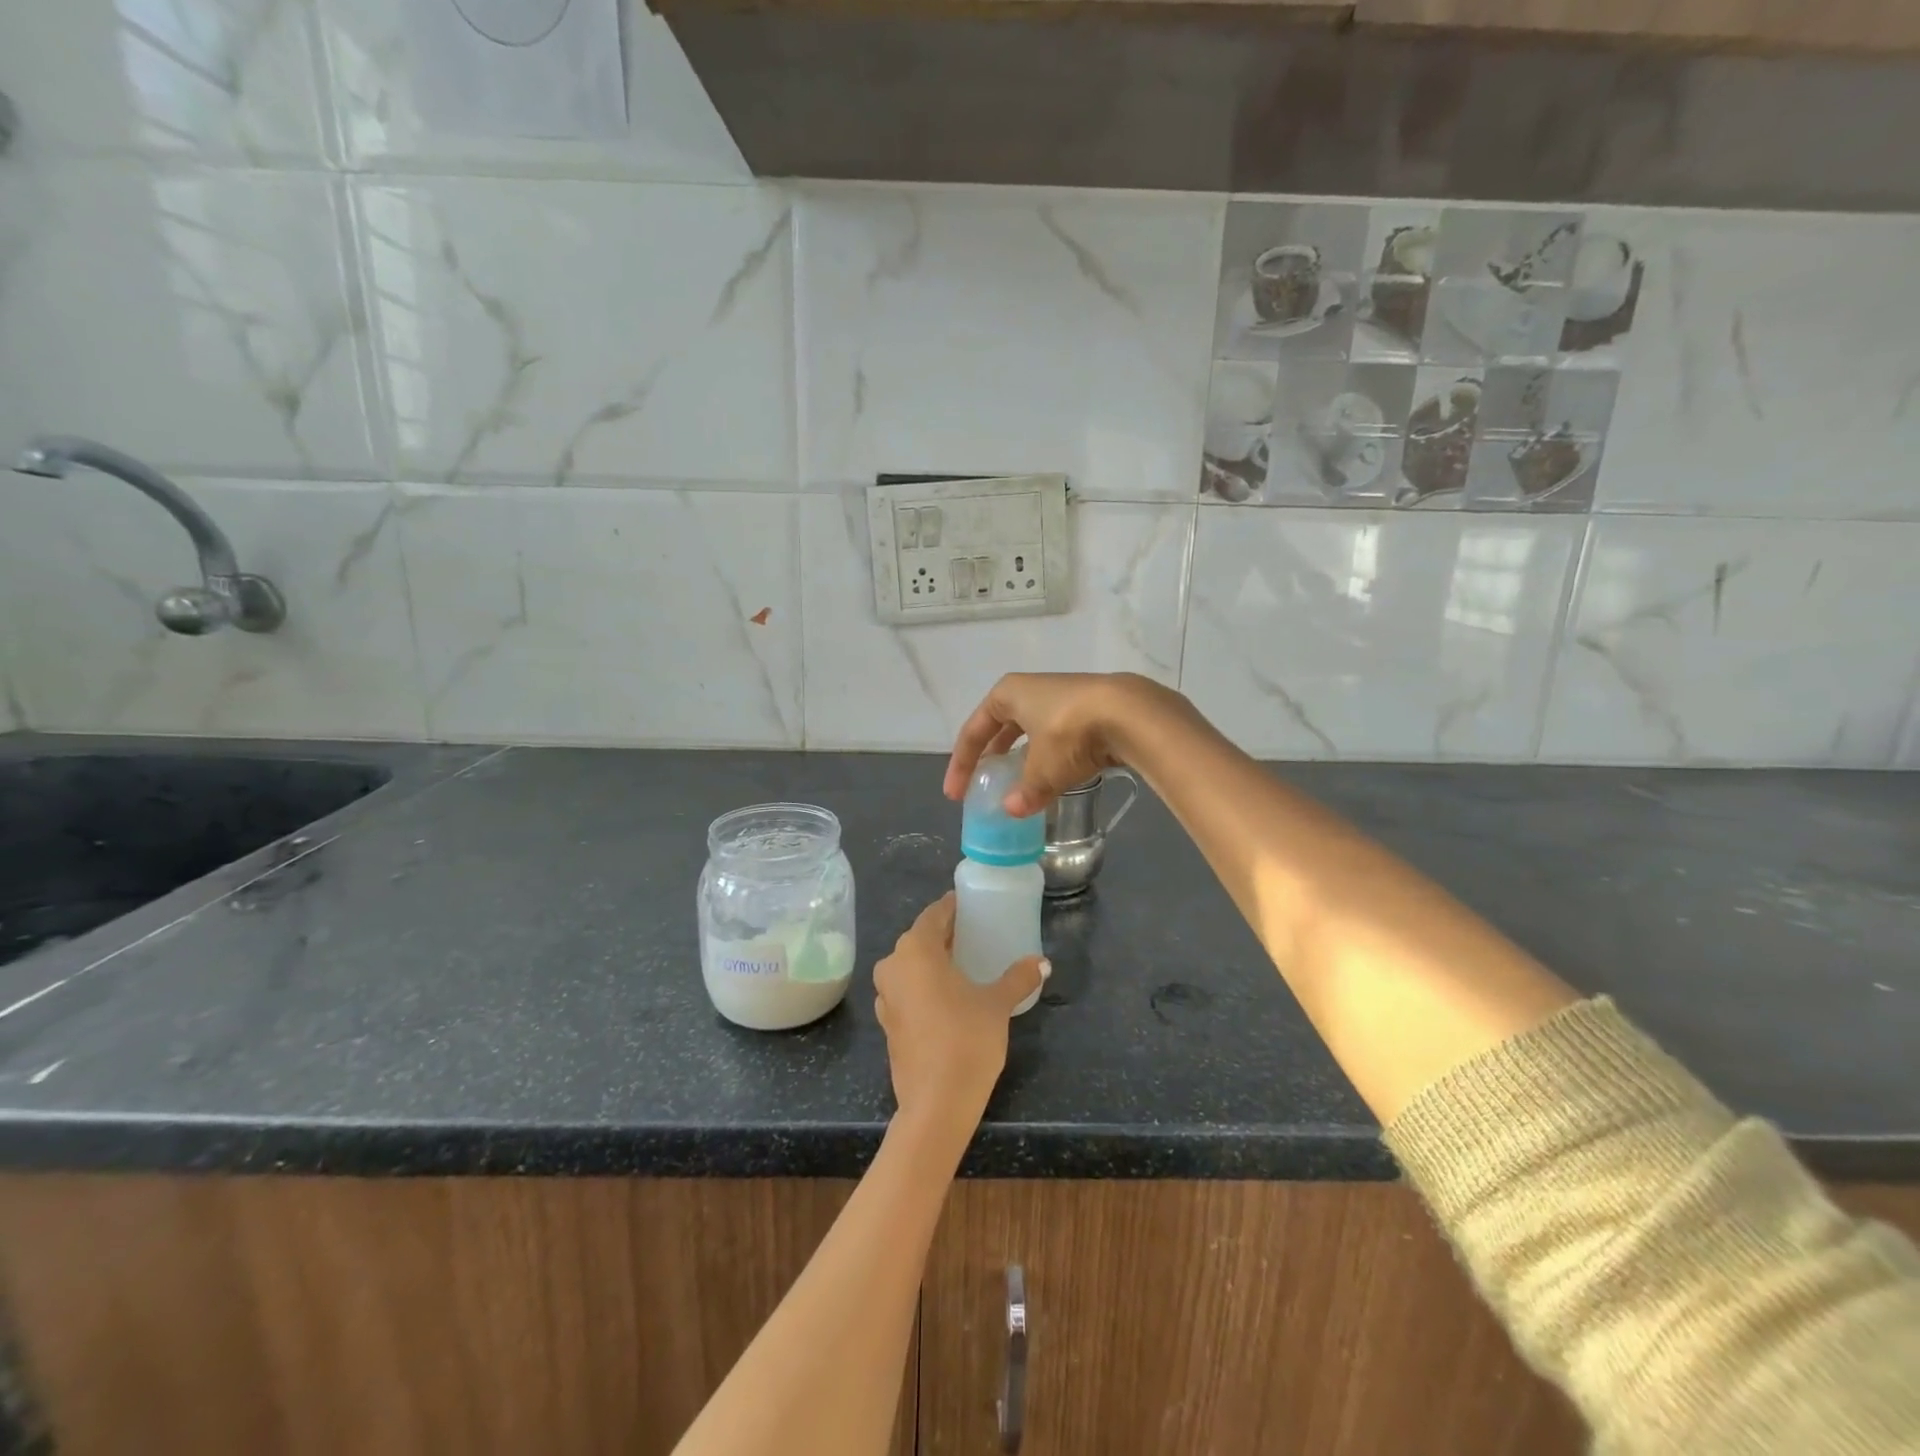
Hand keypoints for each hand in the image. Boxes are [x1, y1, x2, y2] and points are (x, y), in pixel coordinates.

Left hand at [873, 896, 1047, 1135]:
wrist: (936, 1104)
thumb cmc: (966, 1040)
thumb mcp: (997, 1004)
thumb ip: (1018, 978)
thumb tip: (1042, 963)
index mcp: (915, 950)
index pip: (934, 914)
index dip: (952, 907)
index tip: (971, 904)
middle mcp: (893, 965)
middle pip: (920, 938)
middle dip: (944, 934)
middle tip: (974, 933)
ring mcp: (886, 996)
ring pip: (910, 965)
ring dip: (933, 961)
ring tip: (963, 963)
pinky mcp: (888, 1022)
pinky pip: (907, 989)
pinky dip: (924, 985)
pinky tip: (948, 995)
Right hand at [944, 672, 1178, 817]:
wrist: (1131, 714)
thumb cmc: (1069, 734)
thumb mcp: (1042, 770)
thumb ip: (1026, 792)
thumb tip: (1013, 810)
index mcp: (1008, 694)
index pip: (973, 730)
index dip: (962, 764)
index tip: (955, 794)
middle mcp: (1031, 689)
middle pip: (1000, 726)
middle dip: (991, 755)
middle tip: (982, 782)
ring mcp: (1062, 696)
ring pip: (1031, 730)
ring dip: (1022, 756)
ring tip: (1017, 782)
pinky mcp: (1090, 708)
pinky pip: (1058, 735)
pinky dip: (1050, 756)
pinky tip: (1054, 775)